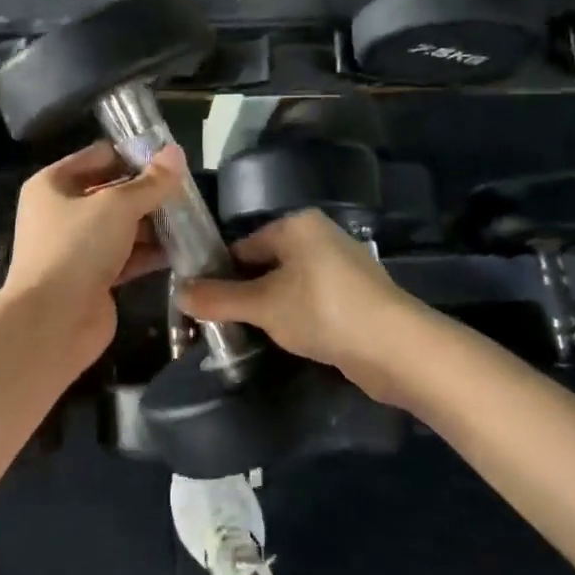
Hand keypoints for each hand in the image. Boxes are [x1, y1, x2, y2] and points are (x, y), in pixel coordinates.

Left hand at [0, 142, 183, 366]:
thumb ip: (151, 182)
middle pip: (112, 193)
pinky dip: (149, 252)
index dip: (134, 156)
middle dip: (148, 193)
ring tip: (192, 219)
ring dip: (153, 224)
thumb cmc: (77, 248)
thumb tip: (176, 152)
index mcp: (53, 184)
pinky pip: (126, 256)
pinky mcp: (92, 278)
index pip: (99, 157)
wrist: (52, 322)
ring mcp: (76, 248)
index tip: (172, 160)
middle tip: (189, 192)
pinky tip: (182, 249)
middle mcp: (61, 212)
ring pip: (121, 227)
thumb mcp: (117, 206)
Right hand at [178, 210, 424, 403]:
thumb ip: (218, 298)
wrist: (396, 348)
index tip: (200, 304)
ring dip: (268, 309)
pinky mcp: (354, 297)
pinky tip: (283, 341)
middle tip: (218, 325)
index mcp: (296, 226)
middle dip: (243, 294)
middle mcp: (319, 237)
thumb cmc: (322, 311)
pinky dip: (295, 318)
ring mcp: (340, 267)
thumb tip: (178, 291)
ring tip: (245, 336)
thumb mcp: (262, 305)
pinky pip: (310, 302)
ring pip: (288, 286)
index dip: (218, 274)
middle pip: (265, 265)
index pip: (242, 246)